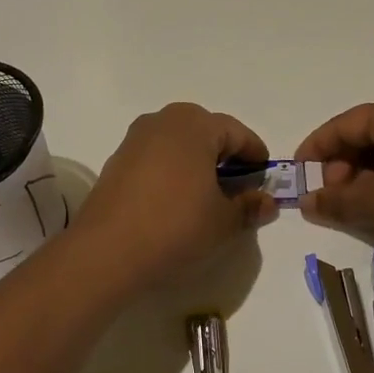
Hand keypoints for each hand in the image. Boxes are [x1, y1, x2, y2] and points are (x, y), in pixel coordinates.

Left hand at [75, 103, 277, 287]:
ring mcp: (136, 139)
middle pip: (206, 132)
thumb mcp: (224, 221)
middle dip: (226, 157)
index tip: (264, 181)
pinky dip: (173, 172)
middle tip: (238, 189)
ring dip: (198, 163)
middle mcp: (163, 120)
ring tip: (208, 198)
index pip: (237, 133)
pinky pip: (157, 157)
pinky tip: (176, 202)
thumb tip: (267, 202)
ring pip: (179, 144)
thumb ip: (250, 207)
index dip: (255, 157)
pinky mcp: (117, 161)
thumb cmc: (175, 227)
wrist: (106, 252)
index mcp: (195, 124)